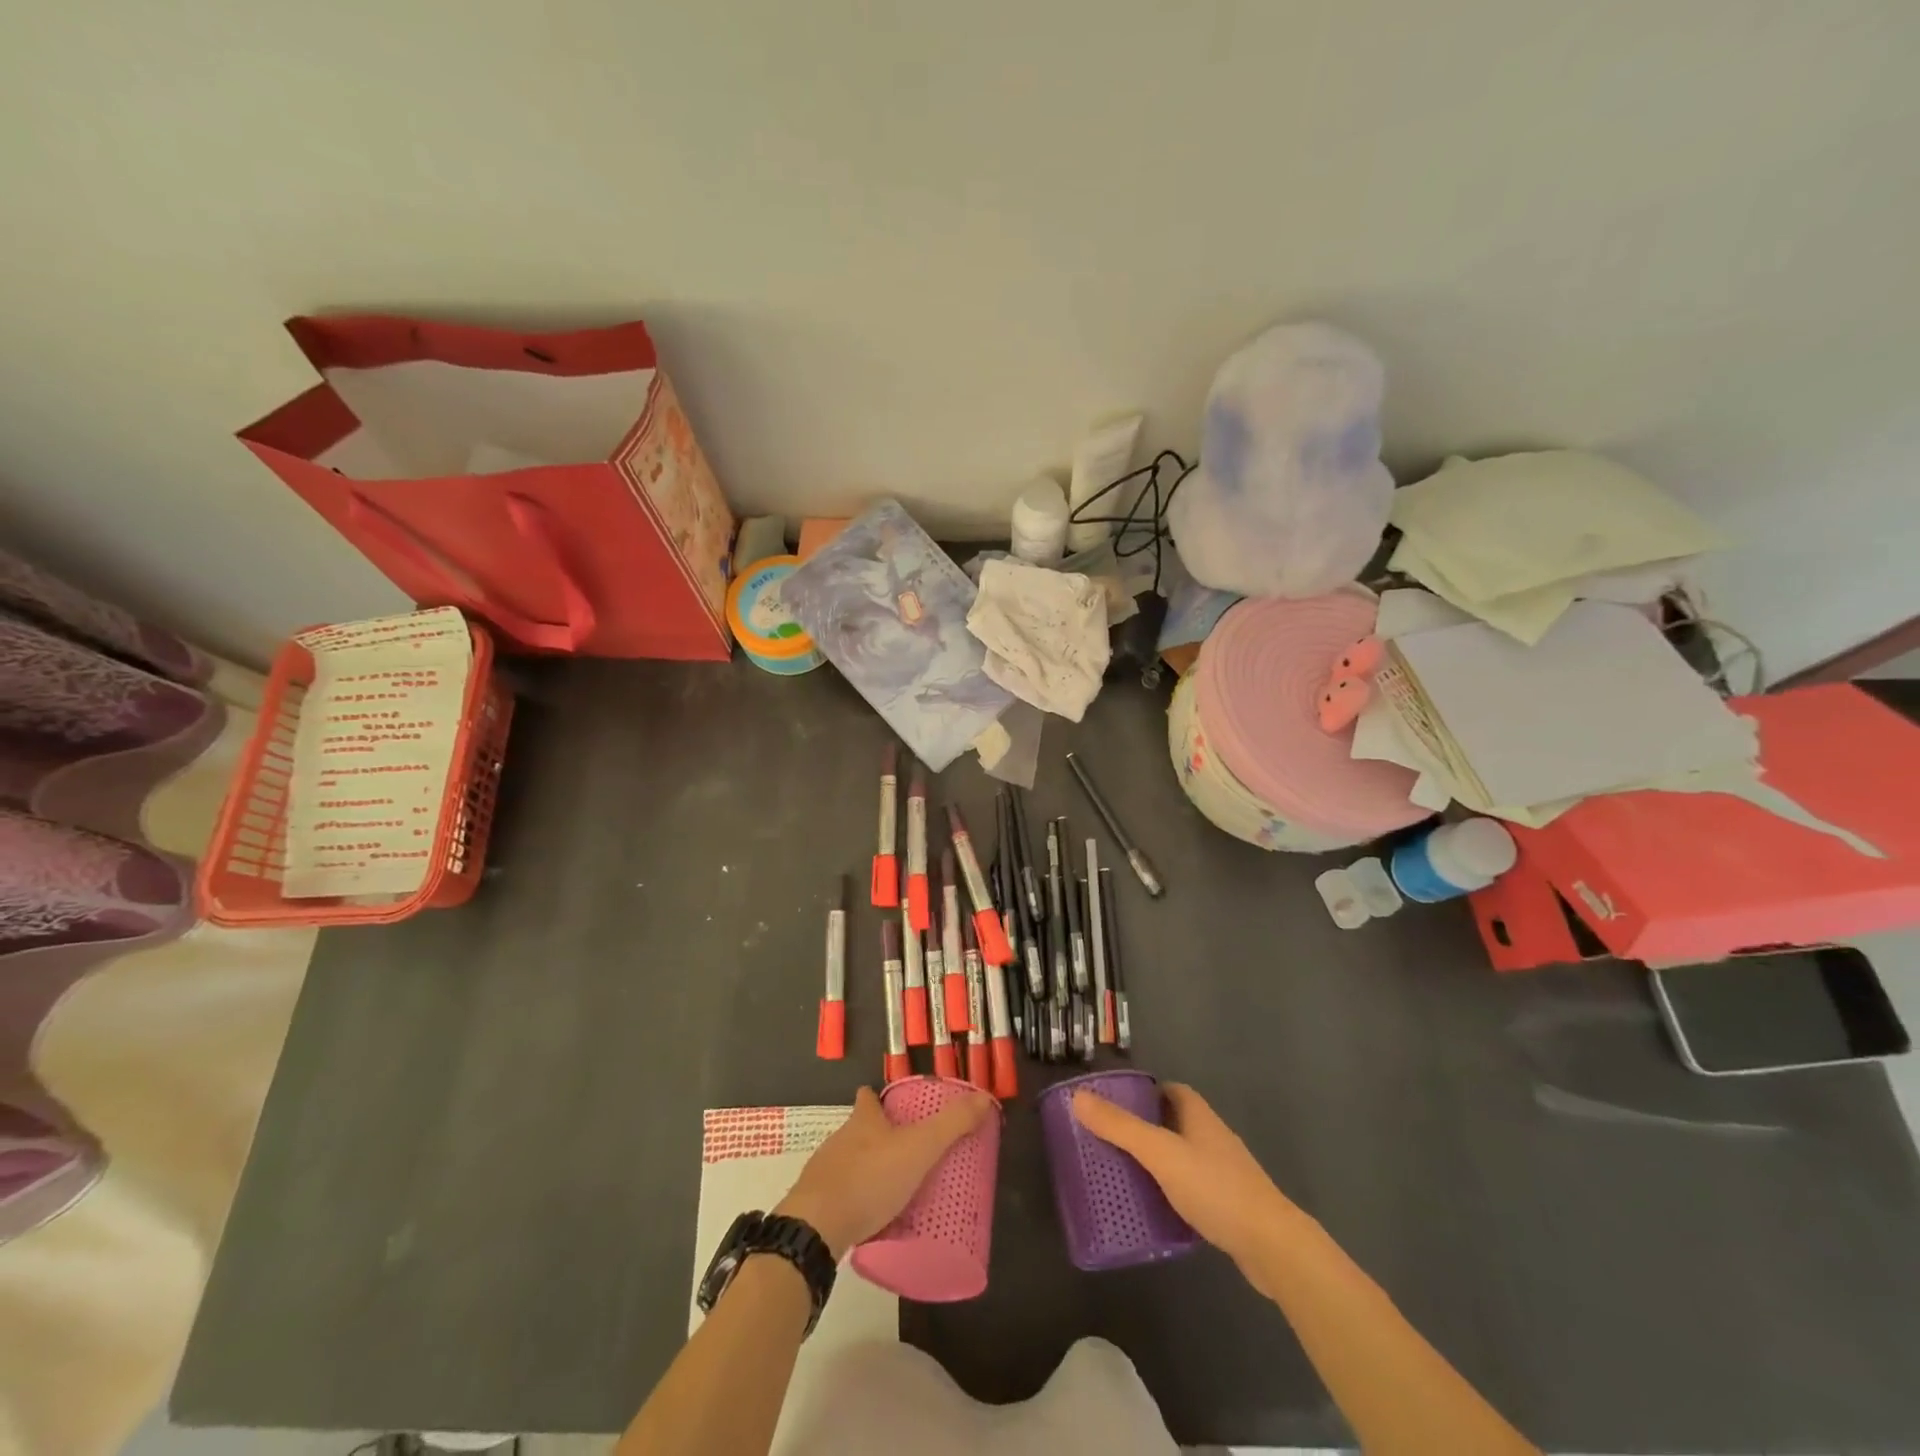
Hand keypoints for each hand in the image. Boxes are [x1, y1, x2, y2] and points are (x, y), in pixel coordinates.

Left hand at [776, 1085, 992, 1258]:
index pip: (868, 1098)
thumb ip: (952, 1126)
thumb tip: (984, 1099)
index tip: (894, 1106)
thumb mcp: (919, 1149)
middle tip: (907, 1152)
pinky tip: (871, 1218)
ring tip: (894, 1188)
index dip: (879, 1098)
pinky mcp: (816, 1204)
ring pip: (849, 1162)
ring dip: (868, 1170)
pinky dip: (855, 1201)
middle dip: (879, 1137)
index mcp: (863, 1120)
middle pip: (859, 1130)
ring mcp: (824, 1171)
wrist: (815, 1227)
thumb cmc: (869, 1178)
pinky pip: (840, 1195)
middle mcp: (840, 1139)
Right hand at [1072, 1082, 1302, 1281]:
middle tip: (1110, 1142)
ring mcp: (1223, 1172)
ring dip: (1157, 1162)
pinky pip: (1191, 1189)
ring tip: (1123, 1175)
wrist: (1272, 1246)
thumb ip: (1120, 1127)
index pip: (1169, 1091)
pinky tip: (1153, 1210)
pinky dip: (1171, 1192)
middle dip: (1144, 1129)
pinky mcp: (1228, 1206)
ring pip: (1182, 1157)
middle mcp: (1212, 1137)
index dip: (1143, 1093)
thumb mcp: (1161, 1154)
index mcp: (1198, 1116)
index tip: (1114, 1106)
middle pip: (1173, 1122)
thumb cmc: (1215, 1188)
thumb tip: (1078, 1097)